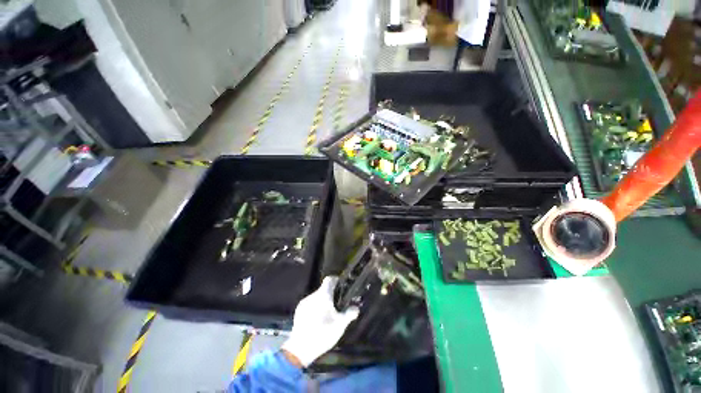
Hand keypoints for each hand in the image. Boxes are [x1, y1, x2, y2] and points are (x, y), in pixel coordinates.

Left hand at [281, 276, 359, 366]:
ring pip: (316, 297)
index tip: (341, 286)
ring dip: (322, 302)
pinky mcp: (299, 311)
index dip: (336, 280)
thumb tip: (356, 308)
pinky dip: (315, 308)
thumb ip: (349, 314)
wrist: (300, 349)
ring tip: (327, 314)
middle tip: (337, 305)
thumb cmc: (323, 333)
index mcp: (323, 295)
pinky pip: (309, 304)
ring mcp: (304, 303)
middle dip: (330, 295)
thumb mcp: (340, 325)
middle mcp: (313, 295)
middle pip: (323, 289)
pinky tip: (317, 320)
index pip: (329, 279)